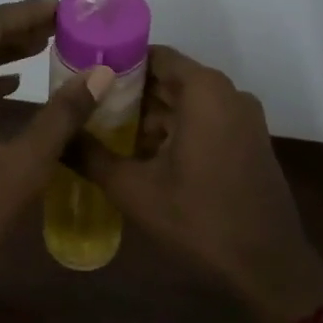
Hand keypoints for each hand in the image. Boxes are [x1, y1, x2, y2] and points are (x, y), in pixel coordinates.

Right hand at [77, 45, 322, 322]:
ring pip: (186, 103)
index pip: (154, 56)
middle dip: (129, 93)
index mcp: (204, 90)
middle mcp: (228, 93)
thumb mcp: (134, 189)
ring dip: (151, 116)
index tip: (84, 77)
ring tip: (107, 133)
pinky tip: (143, 155)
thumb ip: (91, 157)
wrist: (268, 267)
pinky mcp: (248, 142)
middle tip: (87, 108)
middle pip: (169, 79)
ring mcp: (243, 118)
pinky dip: (175, 130)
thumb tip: (55, 138)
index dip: (117, 63)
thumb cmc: (199, 219)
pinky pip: (204, 121)